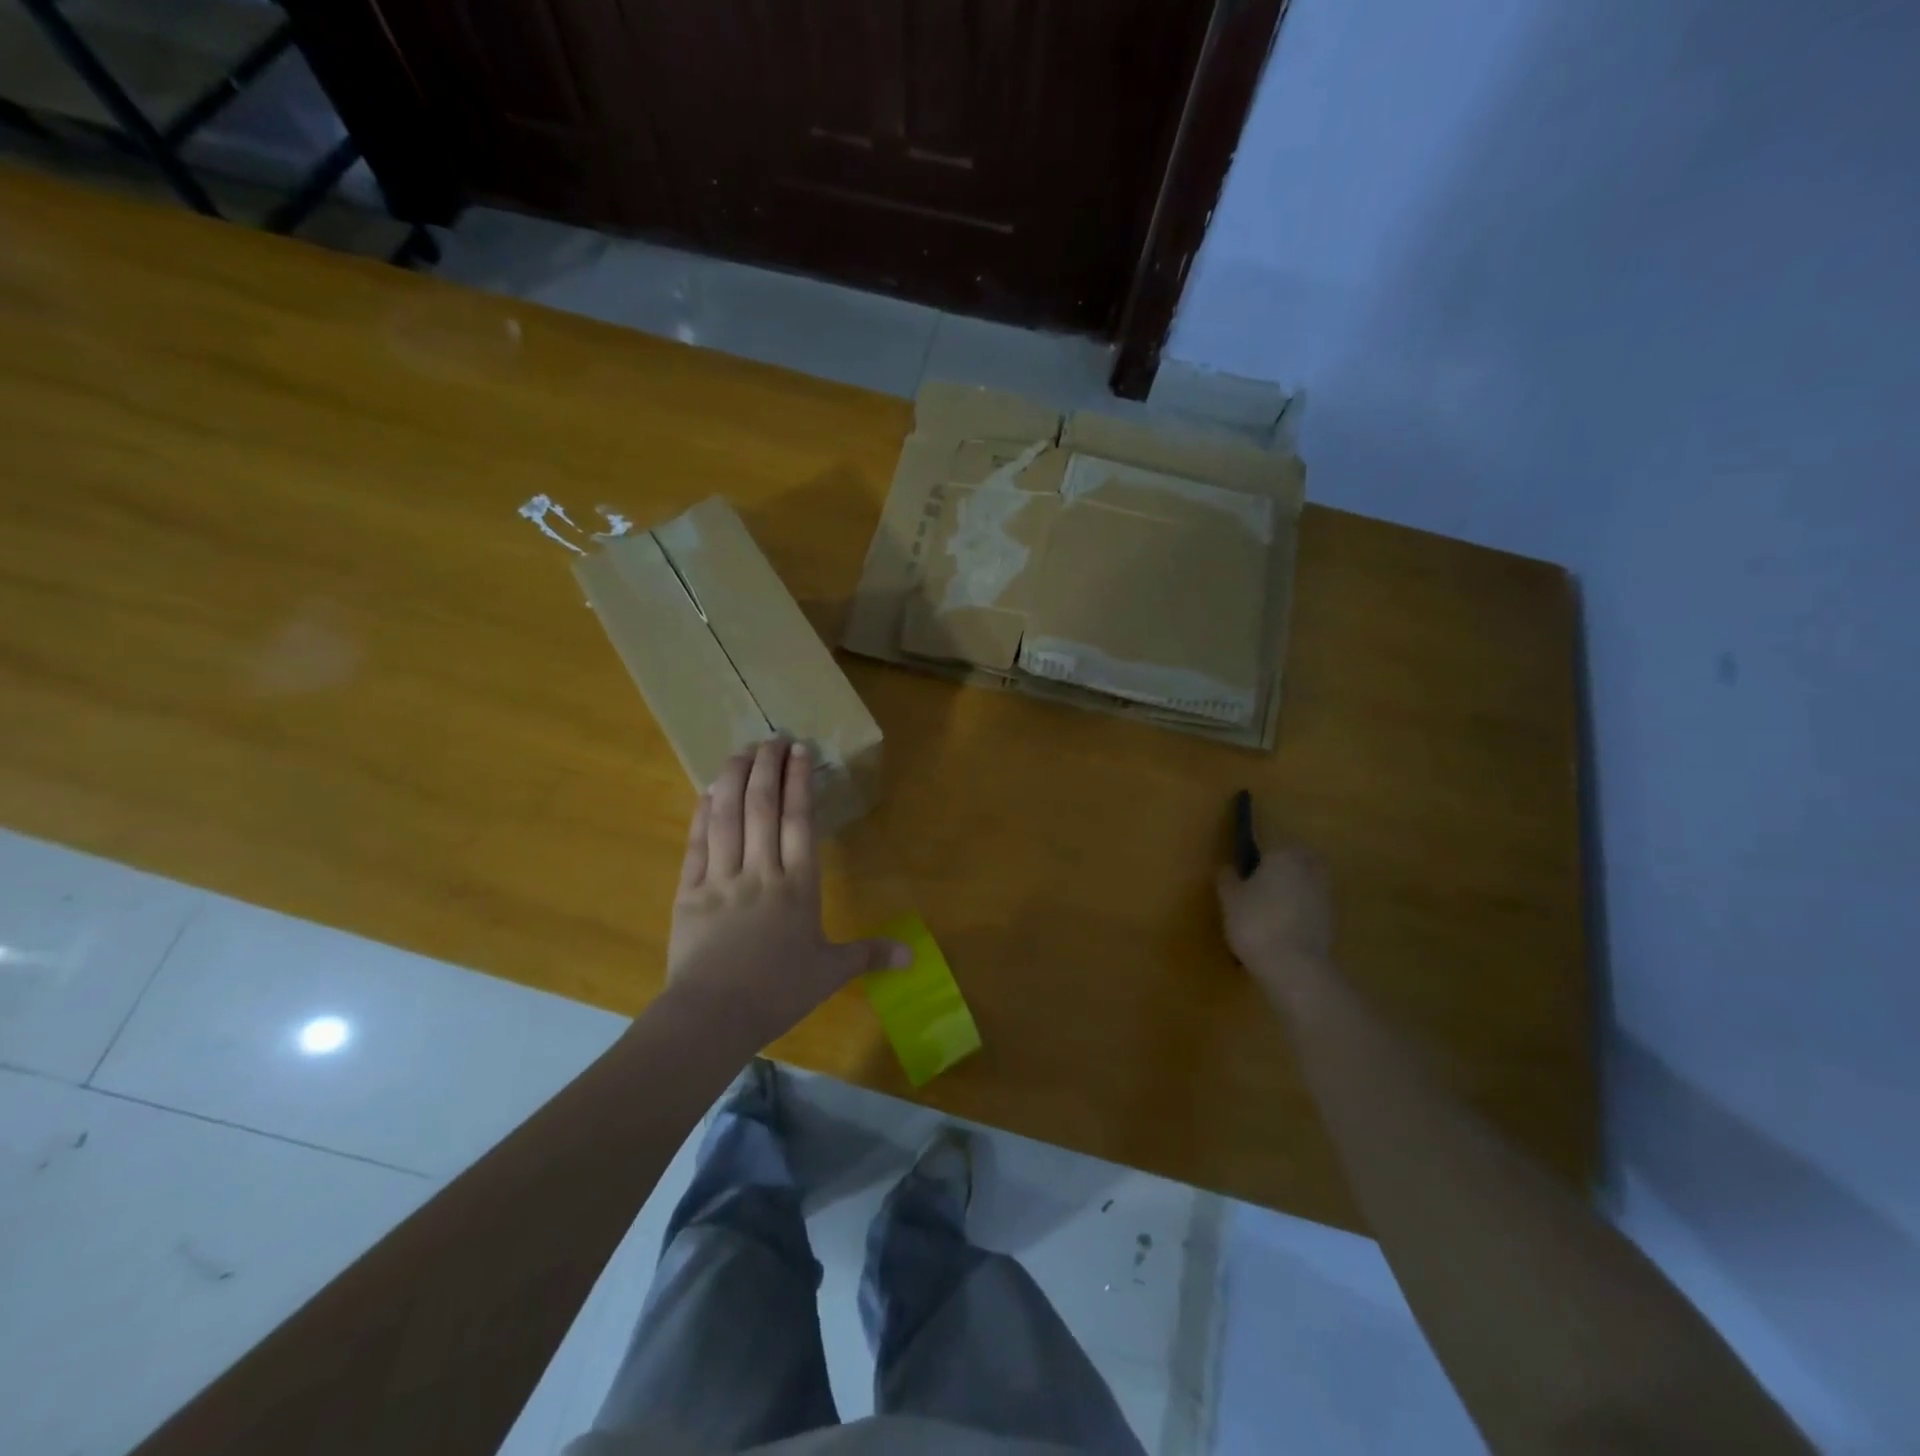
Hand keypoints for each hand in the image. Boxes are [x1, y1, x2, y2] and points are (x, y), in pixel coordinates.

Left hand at [666, 738, 909, 1044]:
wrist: (713, 1016)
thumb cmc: (778, 992)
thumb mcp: (829, 972)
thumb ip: (869, 954)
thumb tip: (914, 957)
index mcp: (798, 885)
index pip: (799, 820)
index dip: (799, 781)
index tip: (800, 751)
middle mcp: (761, 871)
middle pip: (763, 807)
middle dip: (768, 767)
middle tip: (772, 737)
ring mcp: (722, 878)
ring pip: (728, 816)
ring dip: (734, 779)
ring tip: (741, 751)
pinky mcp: (689, 892)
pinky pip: (697, 844)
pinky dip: (703, 813)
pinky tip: (708, 792)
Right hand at [1215, 841, 1333, 1002]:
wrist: (1294, 966)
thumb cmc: (1256, 922)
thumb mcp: (1230, 899)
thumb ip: (1228, 879)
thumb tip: (1229, 868)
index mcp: (1284, 855)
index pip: (1271, 845)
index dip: (1258, 855)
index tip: (1245, 869)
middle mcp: (1309, 869)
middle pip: (1296, 860)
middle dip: (1282, 868)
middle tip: (1260, 883)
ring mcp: (1324, 896)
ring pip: (1306, 883)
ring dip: (1293, 890)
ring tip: (1268, 908)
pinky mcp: (1331, 921)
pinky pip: (1310, 907)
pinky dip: (1299, 912)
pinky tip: (1281, 927)